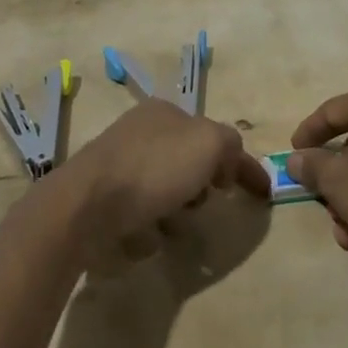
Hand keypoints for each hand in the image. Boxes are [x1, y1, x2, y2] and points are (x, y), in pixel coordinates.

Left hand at [51, 99, 268, 260]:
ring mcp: (117, 163)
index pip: (214, 135)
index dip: (241, 163)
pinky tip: (142, 236)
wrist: (85, 205)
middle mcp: (140, 131)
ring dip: (173, 210)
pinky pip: (138, 213)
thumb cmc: (153, 169)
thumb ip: (230, 145)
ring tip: (169, 226)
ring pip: (164, 188)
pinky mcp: (100, 196)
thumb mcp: (208, 143)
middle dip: (200, 186)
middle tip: (201, 204)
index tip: (262, 194)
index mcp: (165, 112)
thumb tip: (228, 163)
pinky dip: (146, 226)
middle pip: (188, 162)